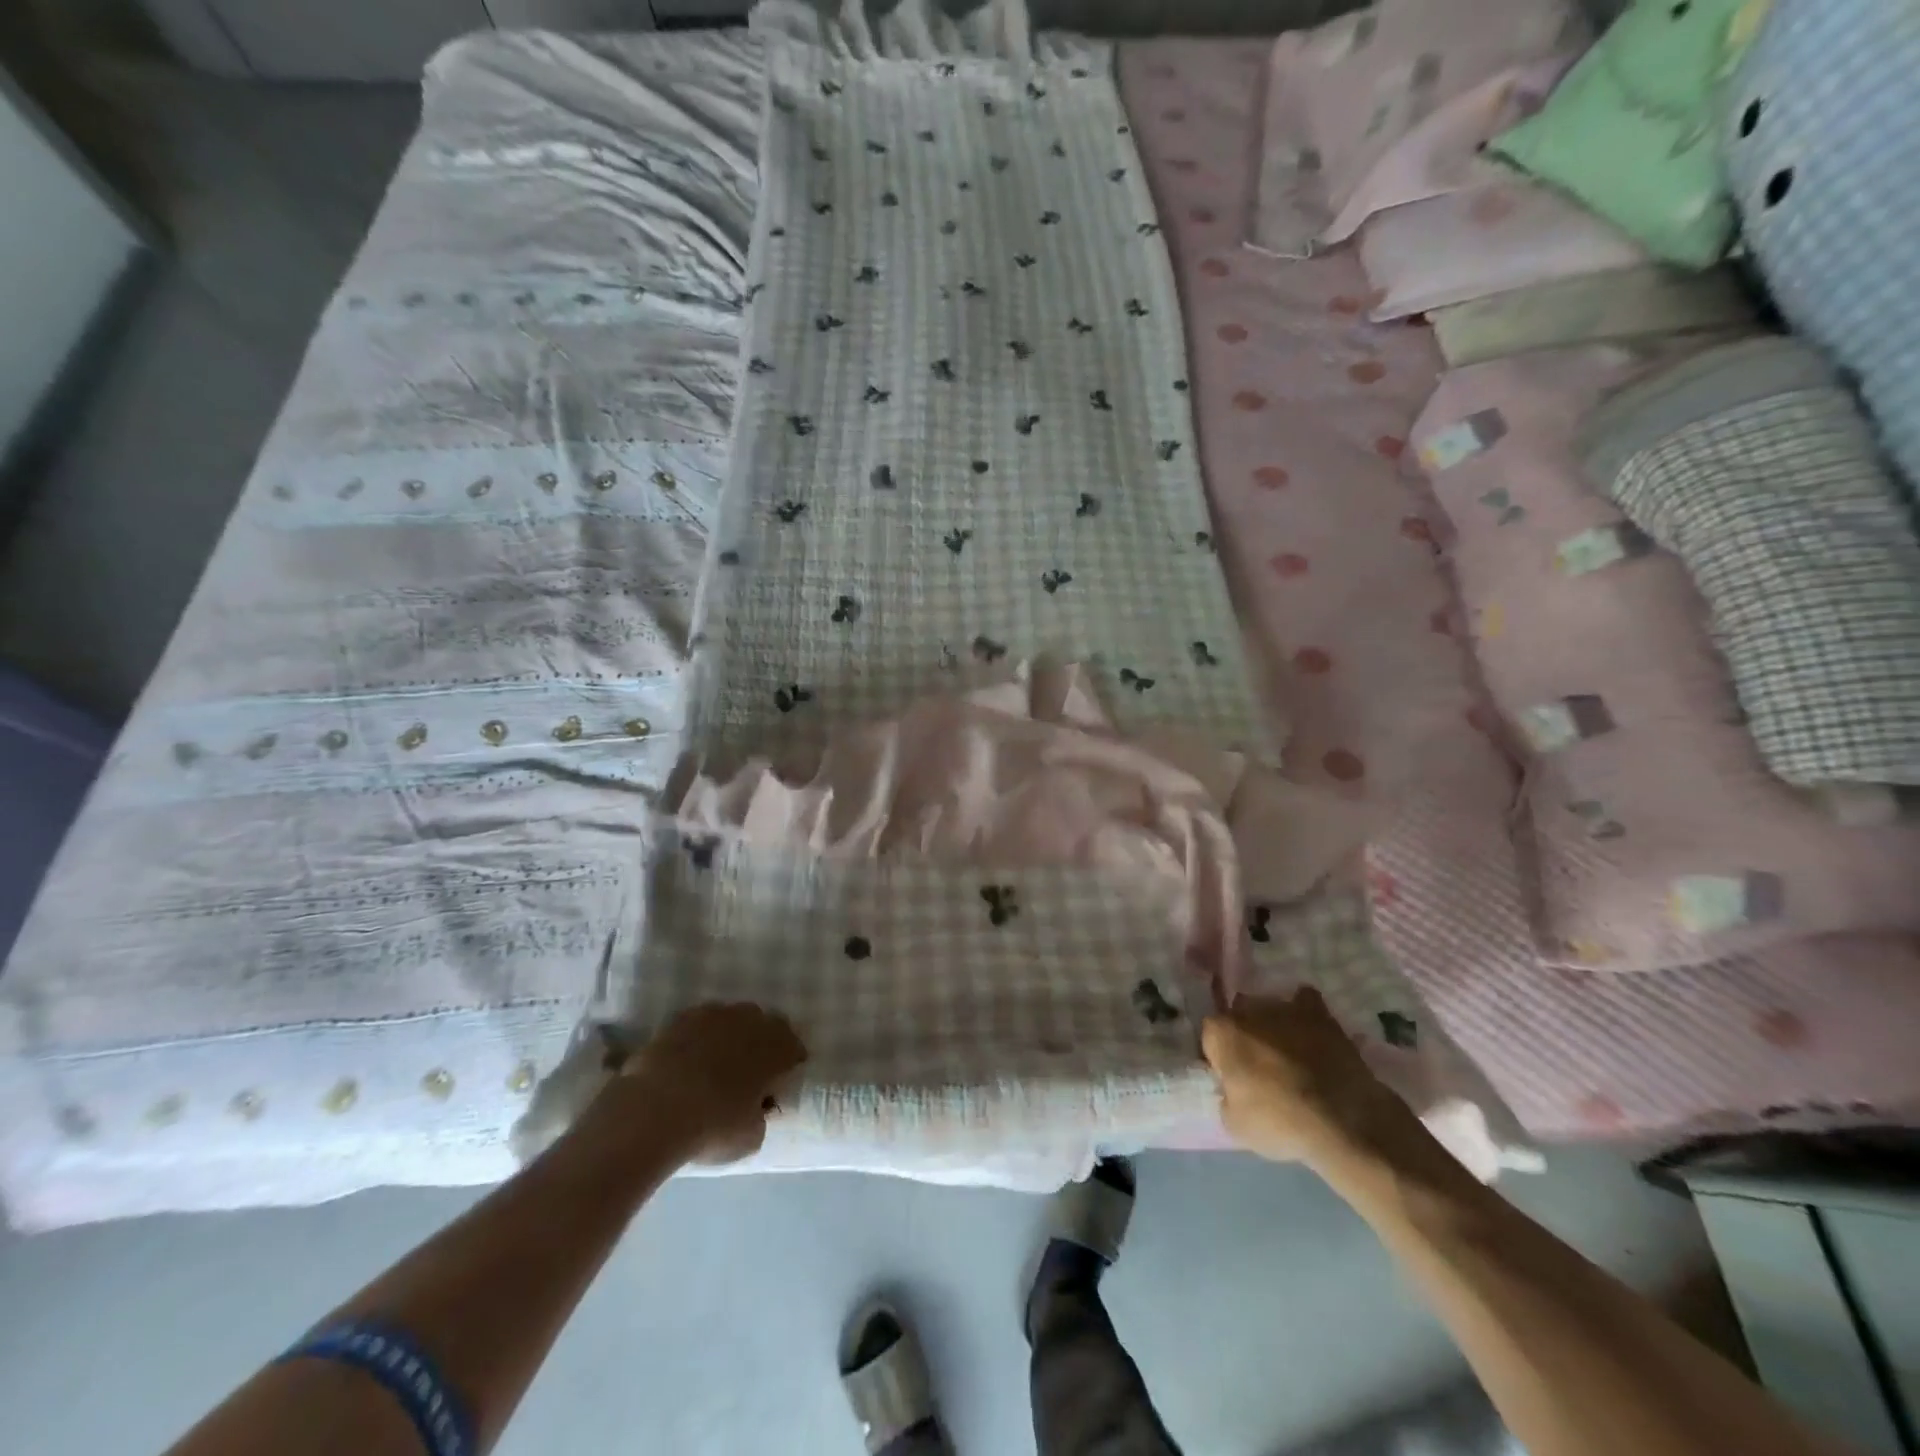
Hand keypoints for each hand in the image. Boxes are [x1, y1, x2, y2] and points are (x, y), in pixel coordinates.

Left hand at [618, 1002, 807, 1165]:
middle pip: (764, 1025)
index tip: (780, 1081)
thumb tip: (755, 1108)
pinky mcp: (680, 1019)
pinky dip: (699, 1038)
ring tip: (715, 1064)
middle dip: (760, 1043)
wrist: (655, 1110)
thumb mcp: (751, 1136)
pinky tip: (688, 1061)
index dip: (789, 1063)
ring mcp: (714, 1015)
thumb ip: (760, 1115)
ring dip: (729, 1036)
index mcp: (776, 1048)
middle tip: (749, 1071)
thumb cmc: (713, 1127)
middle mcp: (751, 1022)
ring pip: (731, 1019)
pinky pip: (699, 1024)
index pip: (794, 1046)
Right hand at [1201, 989, 1417, 1173]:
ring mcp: (1287, 1008)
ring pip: (1270, 1009)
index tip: (1231, 1078)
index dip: (1219, 1057)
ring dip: (1273, 1026)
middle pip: (1239, 1017)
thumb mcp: (1234, 1125)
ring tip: (1288, 1055)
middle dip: (1245, 1036)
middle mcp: (1250, 1010)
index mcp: (1222, 1032)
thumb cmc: (1281, 1123)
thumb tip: (1232, 1089)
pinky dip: (1304, 1013)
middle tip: (1258, 1067)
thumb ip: (1225, 1096)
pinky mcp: (1322, 1016)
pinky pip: (1306, 1002)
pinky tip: (1310, 1033)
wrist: (1346, 1123)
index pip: (1210, 1036)